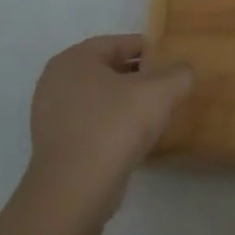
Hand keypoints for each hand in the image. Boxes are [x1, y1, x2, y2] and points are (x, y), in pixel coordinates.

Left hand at [21, 35, 194, 223]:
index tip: (173, 62)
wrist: (75, 190)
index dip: (150, 50)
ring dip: (125, 102)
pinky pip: (91, 123)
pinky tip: (134, 138)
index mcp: (75, 59)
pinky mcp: (55, 144)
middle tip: (168, 87)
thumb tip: (184, 71)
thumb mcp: (160, 93)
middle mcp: (56, 81)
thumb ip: (179, 74)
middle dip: (138, 77)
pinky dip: (112, 125)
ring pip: (99, 98)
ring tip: (155, 113)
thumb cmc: (115, 127)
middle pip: (108, 70)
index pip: (119, 43)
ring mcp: (51, 115)